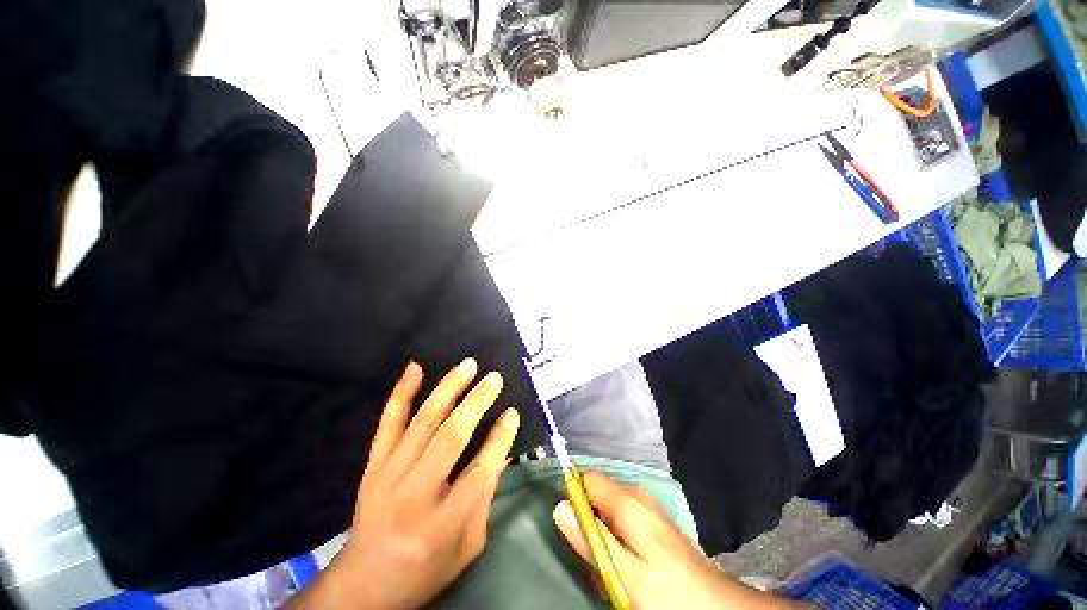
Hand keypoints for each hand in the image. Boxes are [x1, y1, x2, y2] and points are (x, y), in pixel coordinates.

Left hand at [290, 358, 520, 609]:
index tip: (512, 412)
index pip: (480, 470)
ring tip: (468, 365)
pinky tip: (415, 368)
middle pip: (451, 438)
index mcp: (443, 524)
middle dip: (477, 403)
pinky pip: (387, 423)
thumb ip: (486, 499)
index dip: (500, 438)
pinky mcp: (372, 466)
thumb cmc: (424, 570)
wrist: (362, 585)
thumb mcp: (467, 546)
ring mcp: (389, 475)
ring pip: (423, 422)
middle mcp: (415, 495)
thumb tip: (502, 452)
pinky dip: (402, 393)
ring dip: (448, 389)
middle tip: (494, 379)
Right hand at [553, 472, 802, 609]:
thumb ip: (591, 539)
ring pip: (610, 506)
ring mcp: (648, 506)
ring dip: (603, 532)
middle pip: (598, 492)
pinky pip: (624, 517)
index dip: (575, 496)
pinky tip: (628, 562)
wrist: (715, 604)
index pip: (588, 478)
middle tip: (594, 554)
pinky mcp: (654, 520)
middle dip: (589, 519)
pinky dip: (618, 535)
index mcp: (627, 501)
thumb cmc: (668, 592)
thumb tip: (560, 507)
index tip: (571, 524)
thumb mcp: (625, 573)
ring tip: (611, 564)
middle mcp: (637, 495)